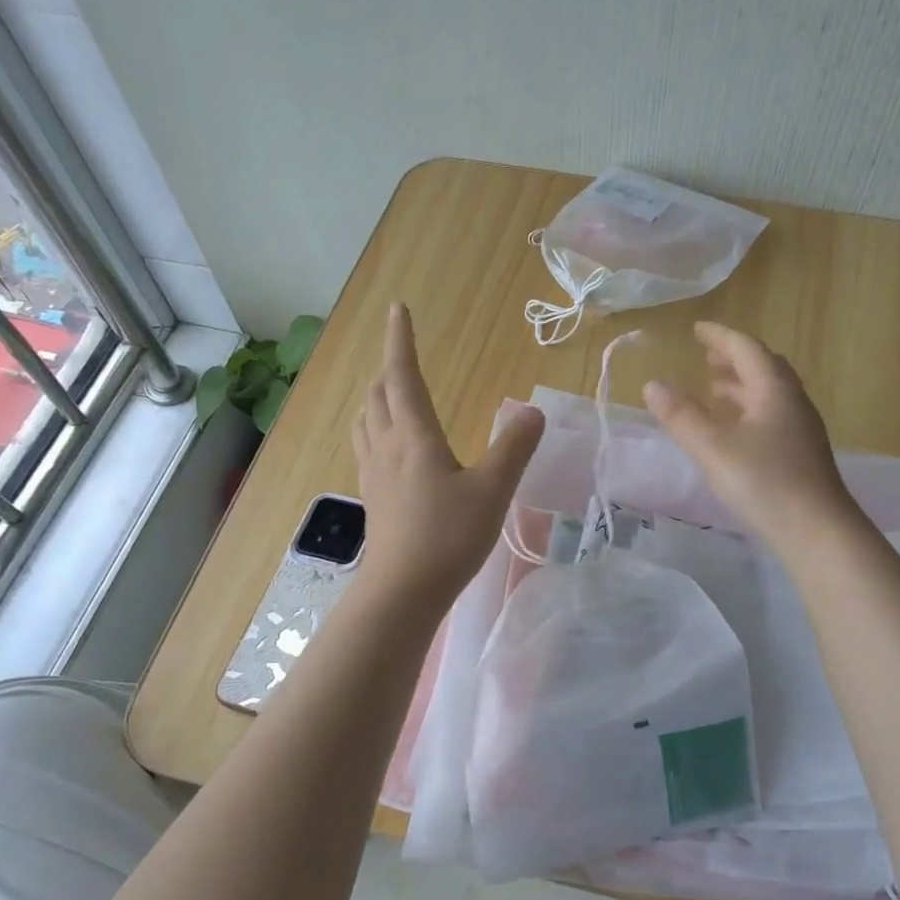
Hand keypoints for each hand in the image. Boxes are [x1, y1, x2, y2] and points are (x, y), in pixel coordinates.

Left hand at [352, 303, 544, 609]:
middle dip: (388, 369)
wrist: (403, 590)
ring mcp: (373, 473)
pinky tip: (388, 447)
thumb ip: (514, 447)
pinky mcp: (372, 497)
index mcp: (414, 435)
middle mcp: (387, 446)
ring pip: (365, 420)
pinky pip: (366, 447)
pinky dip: (374, 429)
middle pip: (377, 394)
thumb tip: (533, 409)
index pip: (403, 375)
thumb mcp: (493, 490)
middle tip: (402, 356)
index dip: (400, 339)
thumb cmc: (449, 536)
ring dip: (376, 398)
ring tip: (390, 394)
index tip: (397, 308)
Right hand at [643, 322, 856, 542]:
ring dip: (741, 385)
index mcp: (774, 389)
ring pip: (768, 394)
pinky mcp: (801, 455)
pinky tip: (734, 431)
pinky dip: (748, 410)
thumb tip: (652, 384)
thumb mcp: (712, 447)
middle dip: (733, 359)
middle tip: (706, 358)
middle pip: (763, 367)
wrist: (817, 531)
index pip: (746, 348)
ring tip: (714, 389)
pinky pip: (771, 416)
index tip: (697, 330)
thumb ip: (680, 415)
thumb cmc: (764, 482)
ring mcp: (800, 429)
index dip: (720, 336)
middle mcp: (792, 402)